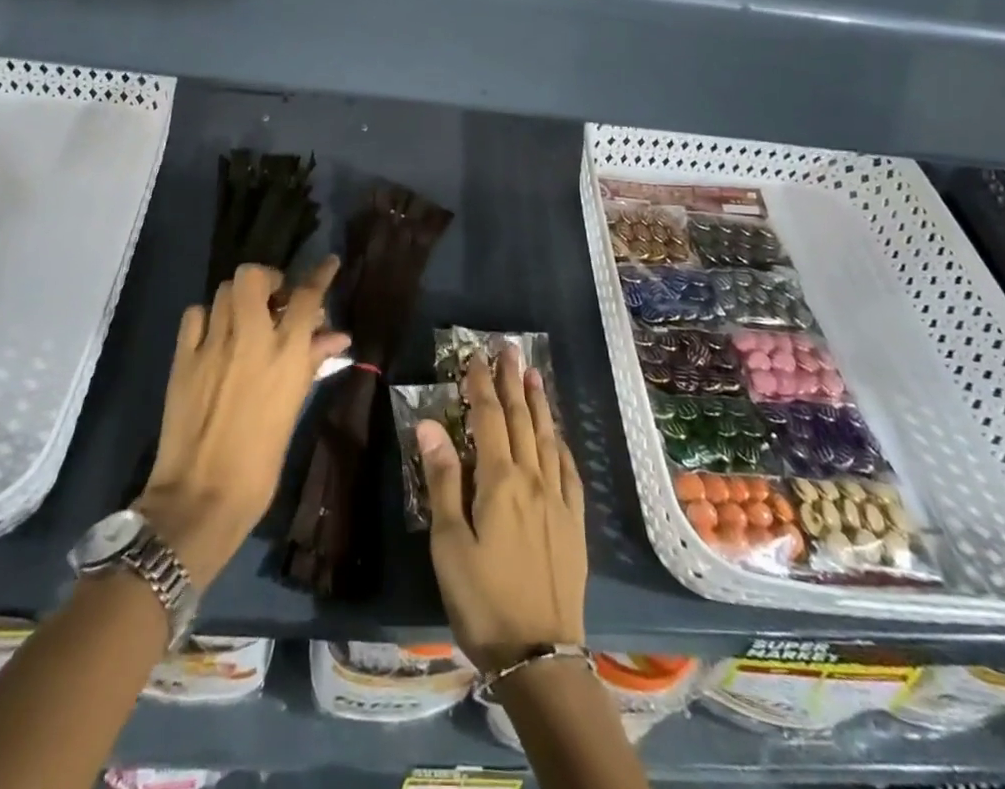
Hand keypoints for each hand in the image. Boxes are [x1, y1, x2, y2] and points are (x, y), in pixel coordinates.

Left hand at [136, 259, 347, 588]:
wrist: (200, 496)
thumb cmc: (260, 461)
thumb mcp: (293, 409)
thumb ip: (312, 363)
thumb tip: (336, 336)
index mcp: (285, 354)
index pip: (307, 296)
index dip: (320, 273)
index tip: (328, 262)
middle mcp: (249, 338)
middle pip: (255, 276)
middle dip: (268, 280)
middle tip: (274, 301)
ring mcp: (212, 344)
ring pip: (225, 290)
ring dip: (239, 298)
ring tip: (244, 319)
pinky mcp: (183, 357)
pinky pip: (195, 315)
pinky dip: (207, 317)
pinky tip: (213, 335)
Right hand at [416, 347, 585, 673]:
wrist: (540, 656)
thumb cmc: (482, 601)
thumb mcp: (449, 544)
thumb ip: (442, 480)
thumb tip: (430, 424)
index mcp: (500, 481)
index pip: (488, 418)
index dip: (481, 384)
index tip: (476, 356)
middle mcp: (533, 479)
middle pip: (521, 419)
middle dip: (512, 381)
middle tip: (509, 349)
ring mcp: (558, 500)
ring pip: (547, 437)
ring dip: (538, 403)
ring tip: (533, 374)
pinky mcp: (574, 523)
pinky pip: (568, 469)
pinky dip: (560, 443)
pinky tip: (557, 435)